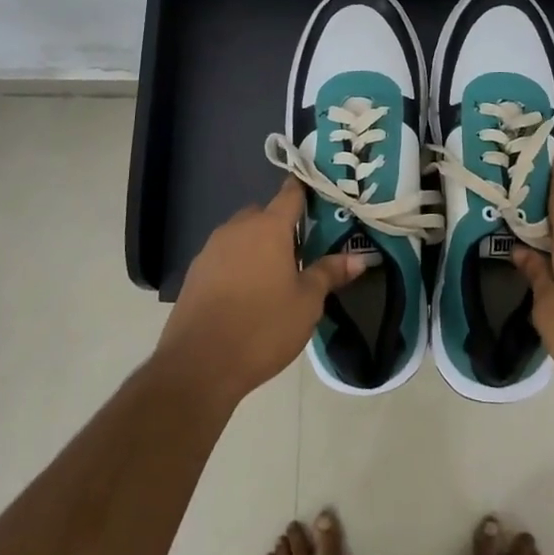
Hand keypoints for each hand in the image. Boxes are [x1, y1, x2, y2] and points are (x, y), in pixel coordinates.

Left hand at [158, 180, 372, 407]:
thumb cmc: (263, 327)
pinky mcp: (194, 272)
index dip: (305, 191)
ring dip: (257, 246)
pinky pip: (223, 256)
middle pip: (263, 214)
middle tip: (301, 250)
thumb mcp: (307, 302)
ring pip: (241, 235)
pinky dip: (237, 264)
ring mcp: (211, 248)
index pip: (290, 194)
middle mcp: (238, 228)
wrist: (199, 363)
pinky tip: (246, 293)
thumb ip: (330, 273)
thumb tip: (359, 257)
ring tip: (274, 275)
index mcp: (269, 227)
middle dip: (281, 226)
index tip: (320, 194)